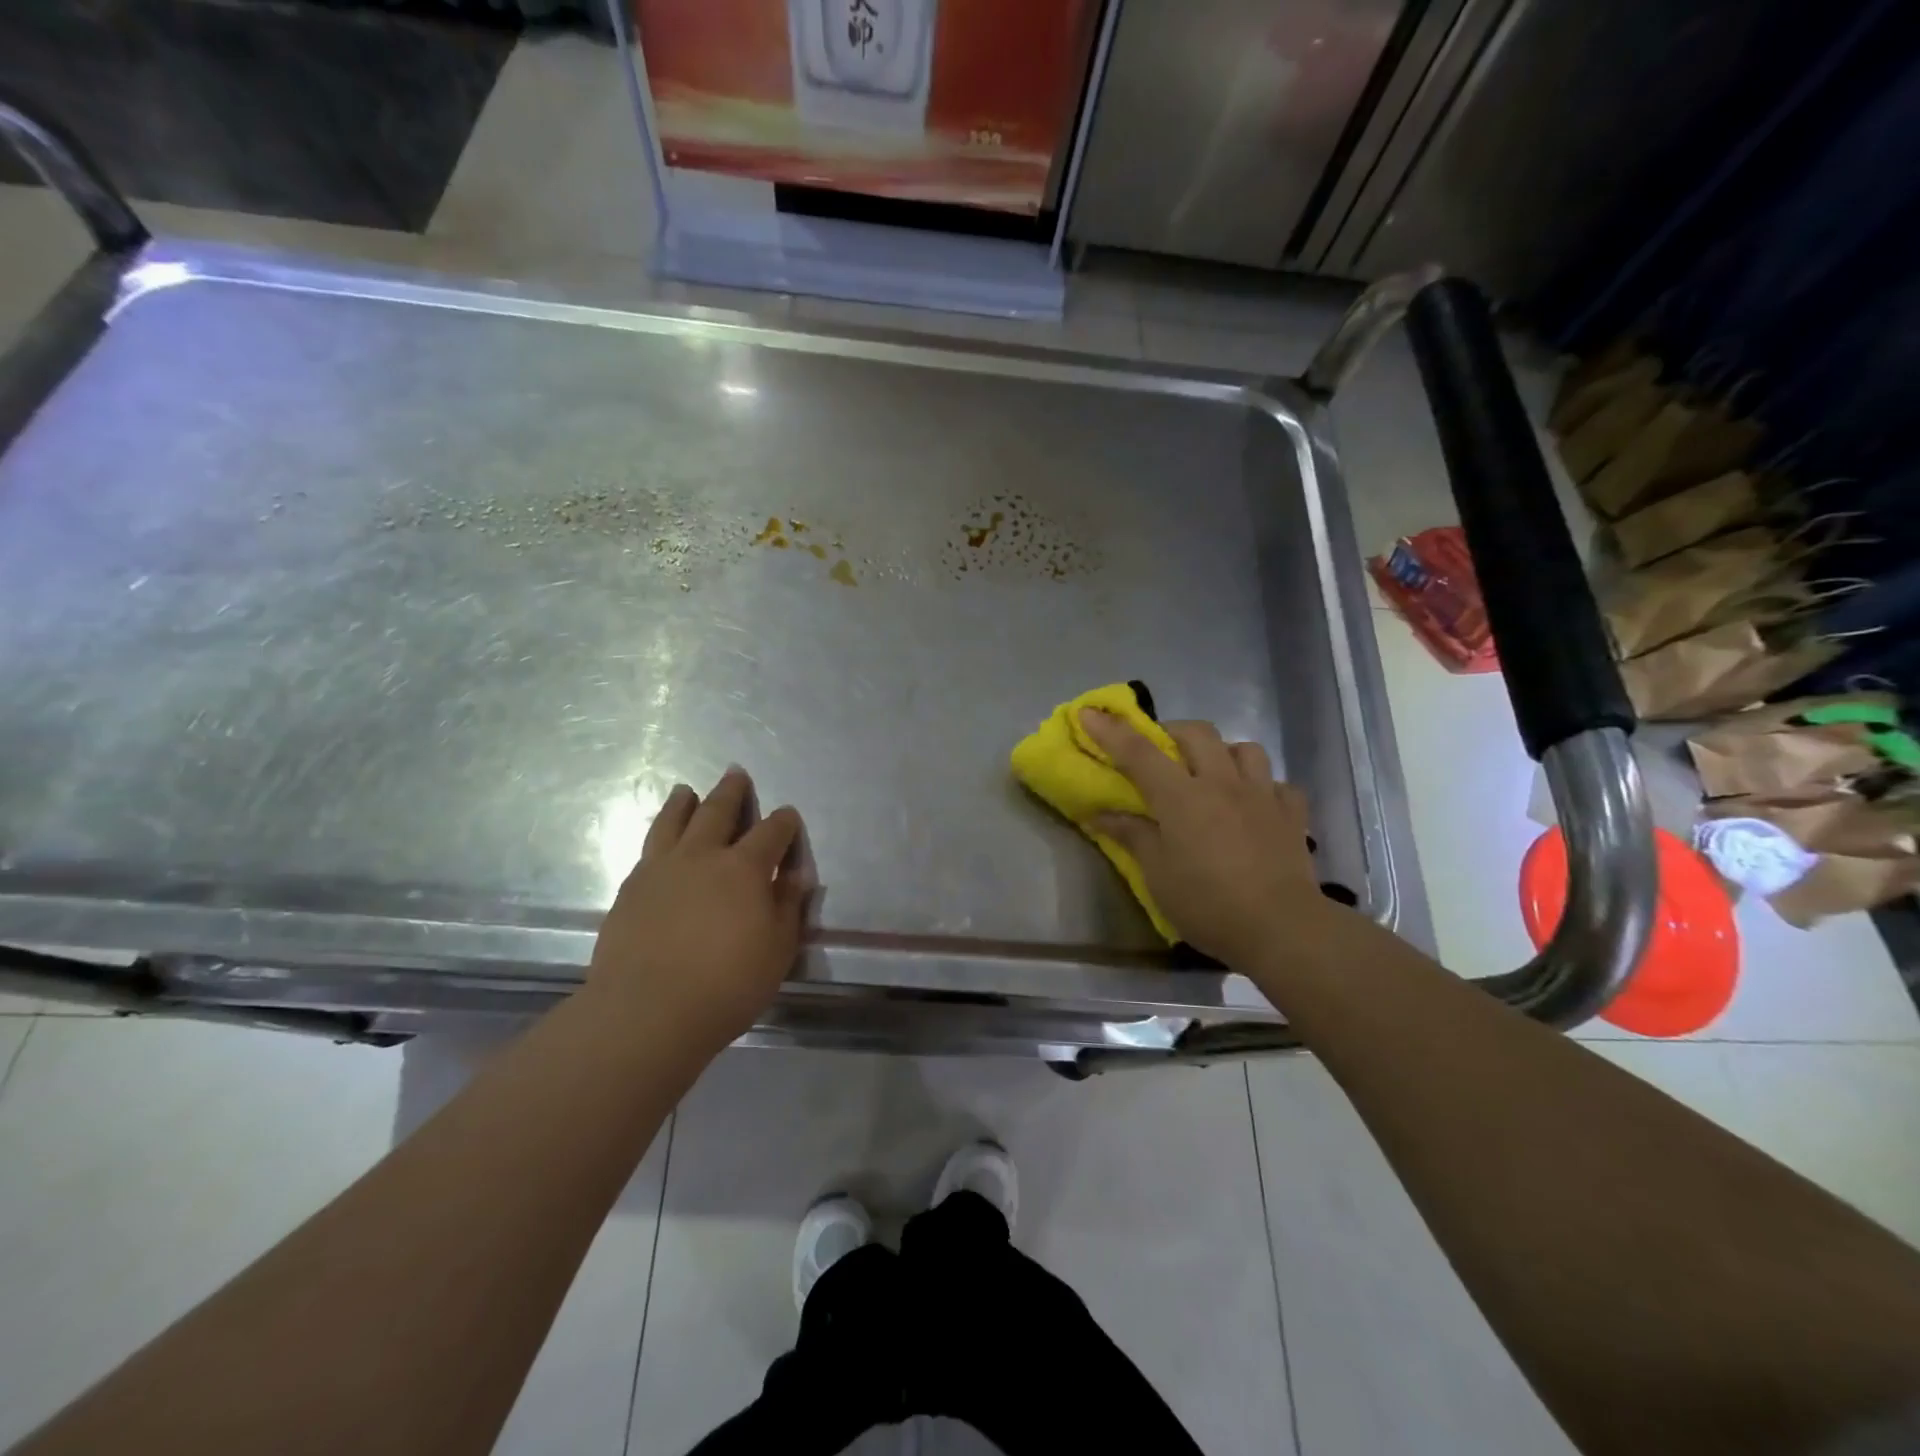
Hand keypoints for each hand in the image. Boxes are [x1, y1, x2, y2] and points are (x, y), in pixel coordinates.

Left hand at [586, 769, 811, 1058]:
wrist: (646, 1011)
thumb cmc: (727, 984)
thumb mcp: (778, 949)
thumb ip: (788, 906)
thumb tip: (795, 874)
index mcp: (744, 867)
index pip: (771, 832)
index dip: (784, 822)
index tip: (788, 816)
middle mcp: (702, 856)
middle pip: (717, 812)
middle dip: (731, 792)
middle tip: (735, 773)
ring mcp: (660, 870)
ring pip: (673, 822)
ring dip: (682, 802)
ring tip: (685, 790)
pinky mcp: (630, 889)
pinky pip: (647, 849)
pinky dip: (659, 835)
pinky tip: (660, 841)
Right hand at [1080, 711, 1329, 967]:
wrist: (1282, 928)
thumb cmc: (1208, 904)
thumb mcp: (1158, 875)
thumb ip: (1132, 836)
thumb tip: (1100, 815)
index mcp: (1181, 797)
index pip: (1138, 752)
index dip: (1111, 731)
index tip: (1089, 713)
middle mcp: (1222, 783)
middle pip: (1197, 733)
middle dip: (1172, 731)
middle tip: (1159, 752)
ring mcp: (1262, 795)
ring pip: (1245, 749)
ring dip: (1223, 753)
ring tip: (1212, 773)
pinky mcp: (1292, 815)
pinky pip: (1279, 784)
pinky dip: (1264, 787)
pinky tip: (1255, 804)